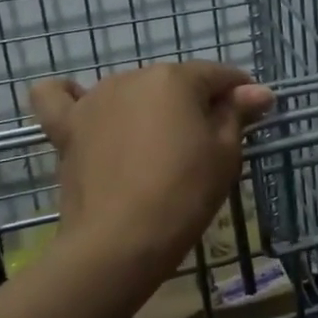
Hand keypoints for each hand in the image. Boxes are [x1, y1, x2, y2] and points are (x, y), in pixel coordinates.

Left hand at [30, 63, 274, 269]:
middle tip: (207, 144)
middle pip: (175, 83)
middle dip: (195, 103)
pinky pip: (58, 99)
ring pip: (132, 92)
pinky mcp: (67, 128)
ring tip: (158, 146)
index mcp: (176, 78)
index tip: (252, 117)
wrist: (120, 241)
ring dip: (149, 108)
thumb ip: (238, 113)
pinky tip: (81, 105)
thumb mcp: (226, 153)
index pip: (219, 76)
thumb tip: (258, 90)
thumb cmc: (184, 193)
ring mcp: (95, 100)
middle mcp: (133, 77)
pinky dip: (69, 96)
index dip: (240, 94)